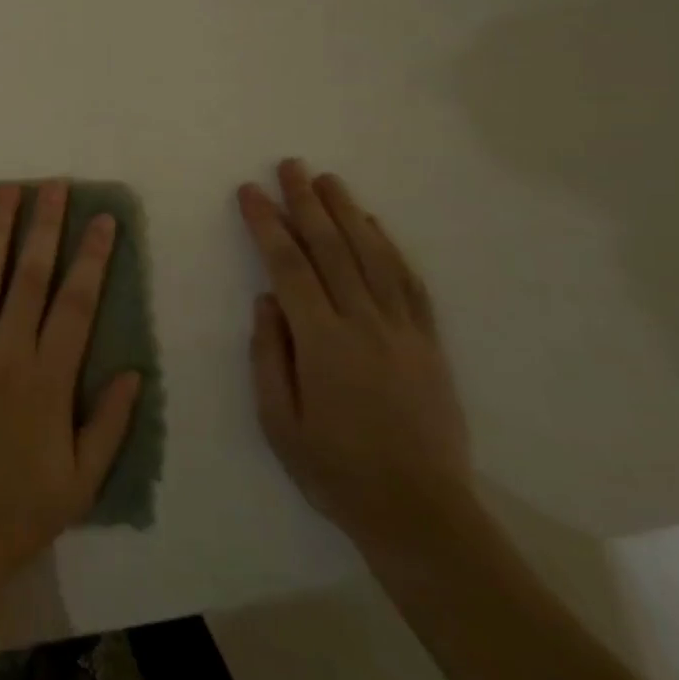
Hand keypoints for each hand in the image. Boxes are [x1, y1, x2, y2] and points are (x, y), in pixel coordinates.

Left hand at [0, 182, 143, 589]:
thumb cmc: (17, 513)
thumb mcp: (82, 481)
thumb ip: (110, 423)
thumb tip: (135, 372)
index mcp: (50, 376)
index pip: (78, 301)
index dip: (92, 255)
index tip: (102, 218)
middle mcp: (9, 349)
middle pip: (33, 274)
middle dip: (46, 225)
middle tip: (53, 184)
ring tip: (5, 190)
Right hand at [238, 160, 472, 557]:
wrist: (421, 513)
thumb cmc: (335, 471)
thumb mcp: (278, 423)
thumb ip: (267, 355)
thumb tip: (265, 300)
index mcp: (322, 343)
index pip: (288, 266)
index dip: (267, 224)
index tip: (250, 192)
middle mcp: (364, 324)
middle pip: (332, 249)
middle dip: (306, 202)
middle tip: (289, 166)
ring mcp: (402, 330)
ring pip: (372, 255)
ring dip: (348, 212)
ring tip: (327, 180)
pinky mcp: (429, 342)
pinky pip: (409, 283)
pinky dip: (390, 247)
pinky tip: (373, 225)